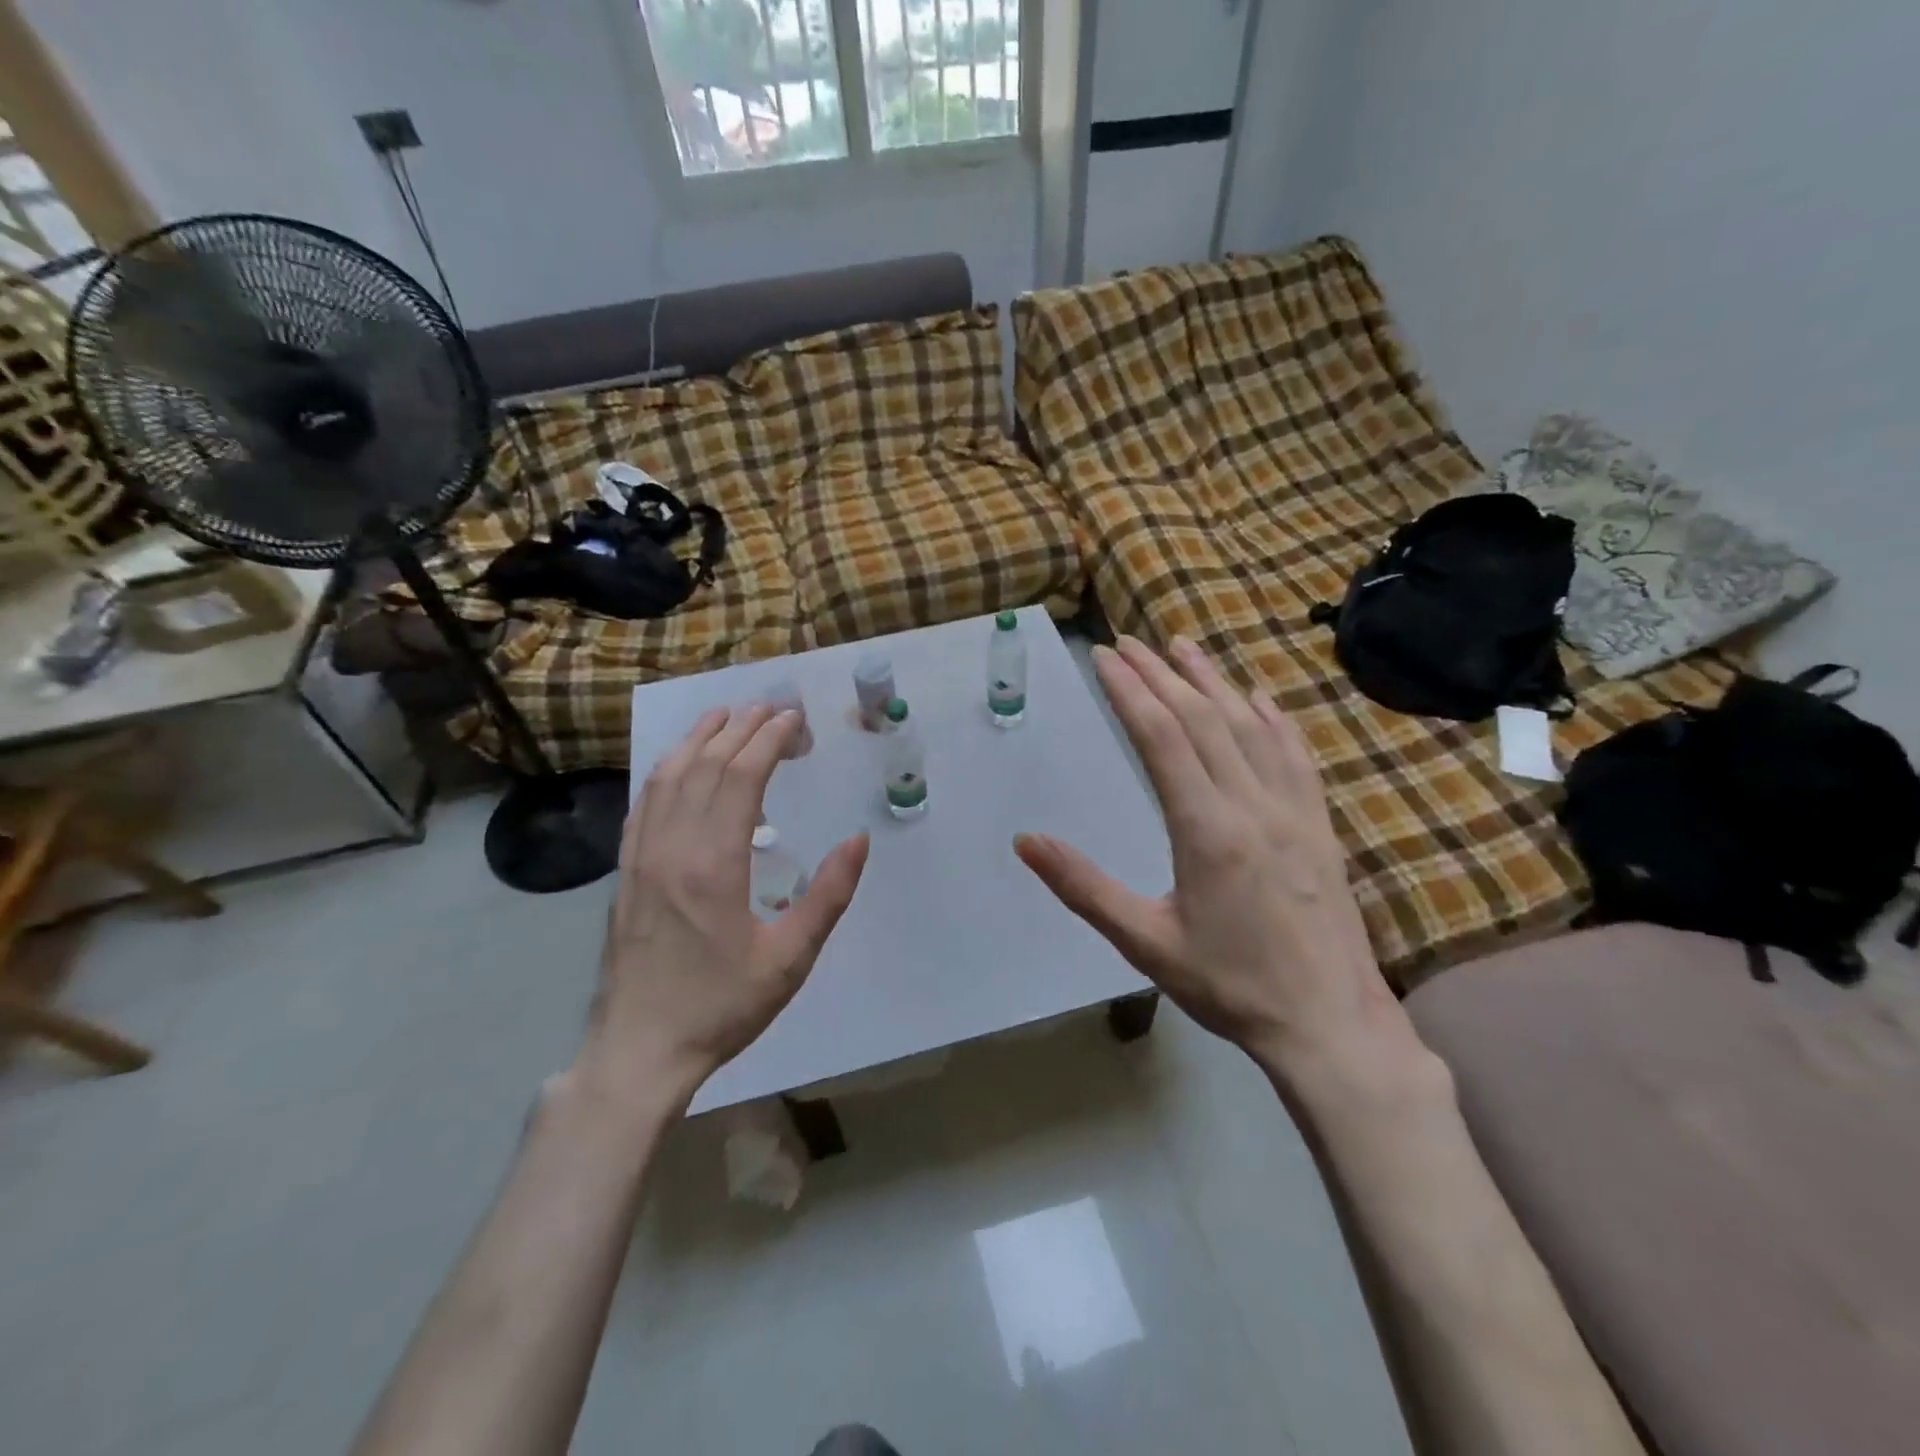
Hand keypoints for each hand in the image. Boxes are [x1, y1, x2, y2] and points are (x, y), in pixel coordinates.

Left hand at [579, 704, 868, 1109]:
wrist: (641, 1049)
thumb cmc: (722, 1006)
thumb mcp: (790, 959)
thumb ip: (827, 896)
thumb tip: (859, 840)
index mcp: (714, 864)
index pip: (740, 777)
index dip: (767, 740)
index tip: (793, 719)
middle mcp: (672, 847)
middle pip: (703, 765)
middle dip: (739, 728)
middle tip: (771, 708)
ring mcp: (641, 857)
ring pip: (667, 777)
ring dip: (698, 739)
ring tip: (726, 715)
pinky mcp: (626, 871)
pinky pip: (643, 803)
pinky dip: (665, 770)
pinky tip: (678, 763)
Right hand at [1016, 637, 1425, 1093]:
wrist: (1329, 1024)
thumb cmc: (1229, 986)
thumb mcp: (1144, 942)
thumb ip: (1083, 887)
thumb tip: (1025, 840)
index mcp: (1206, 829)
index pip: (1161, 737)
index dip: (1130, 690)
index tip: (1104, 657)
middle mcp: (1251, 804)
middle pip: (1202, 718)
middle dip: (1161, 674)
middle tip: (1129, 642)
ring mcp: (1293, 810)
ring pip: (1249, 725)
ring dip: (1213, 681)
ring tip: (1184, 647)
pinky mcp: (1318, 824)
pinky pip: (1294, 753)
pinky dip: (1271, 717)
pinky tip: (1257, 697)